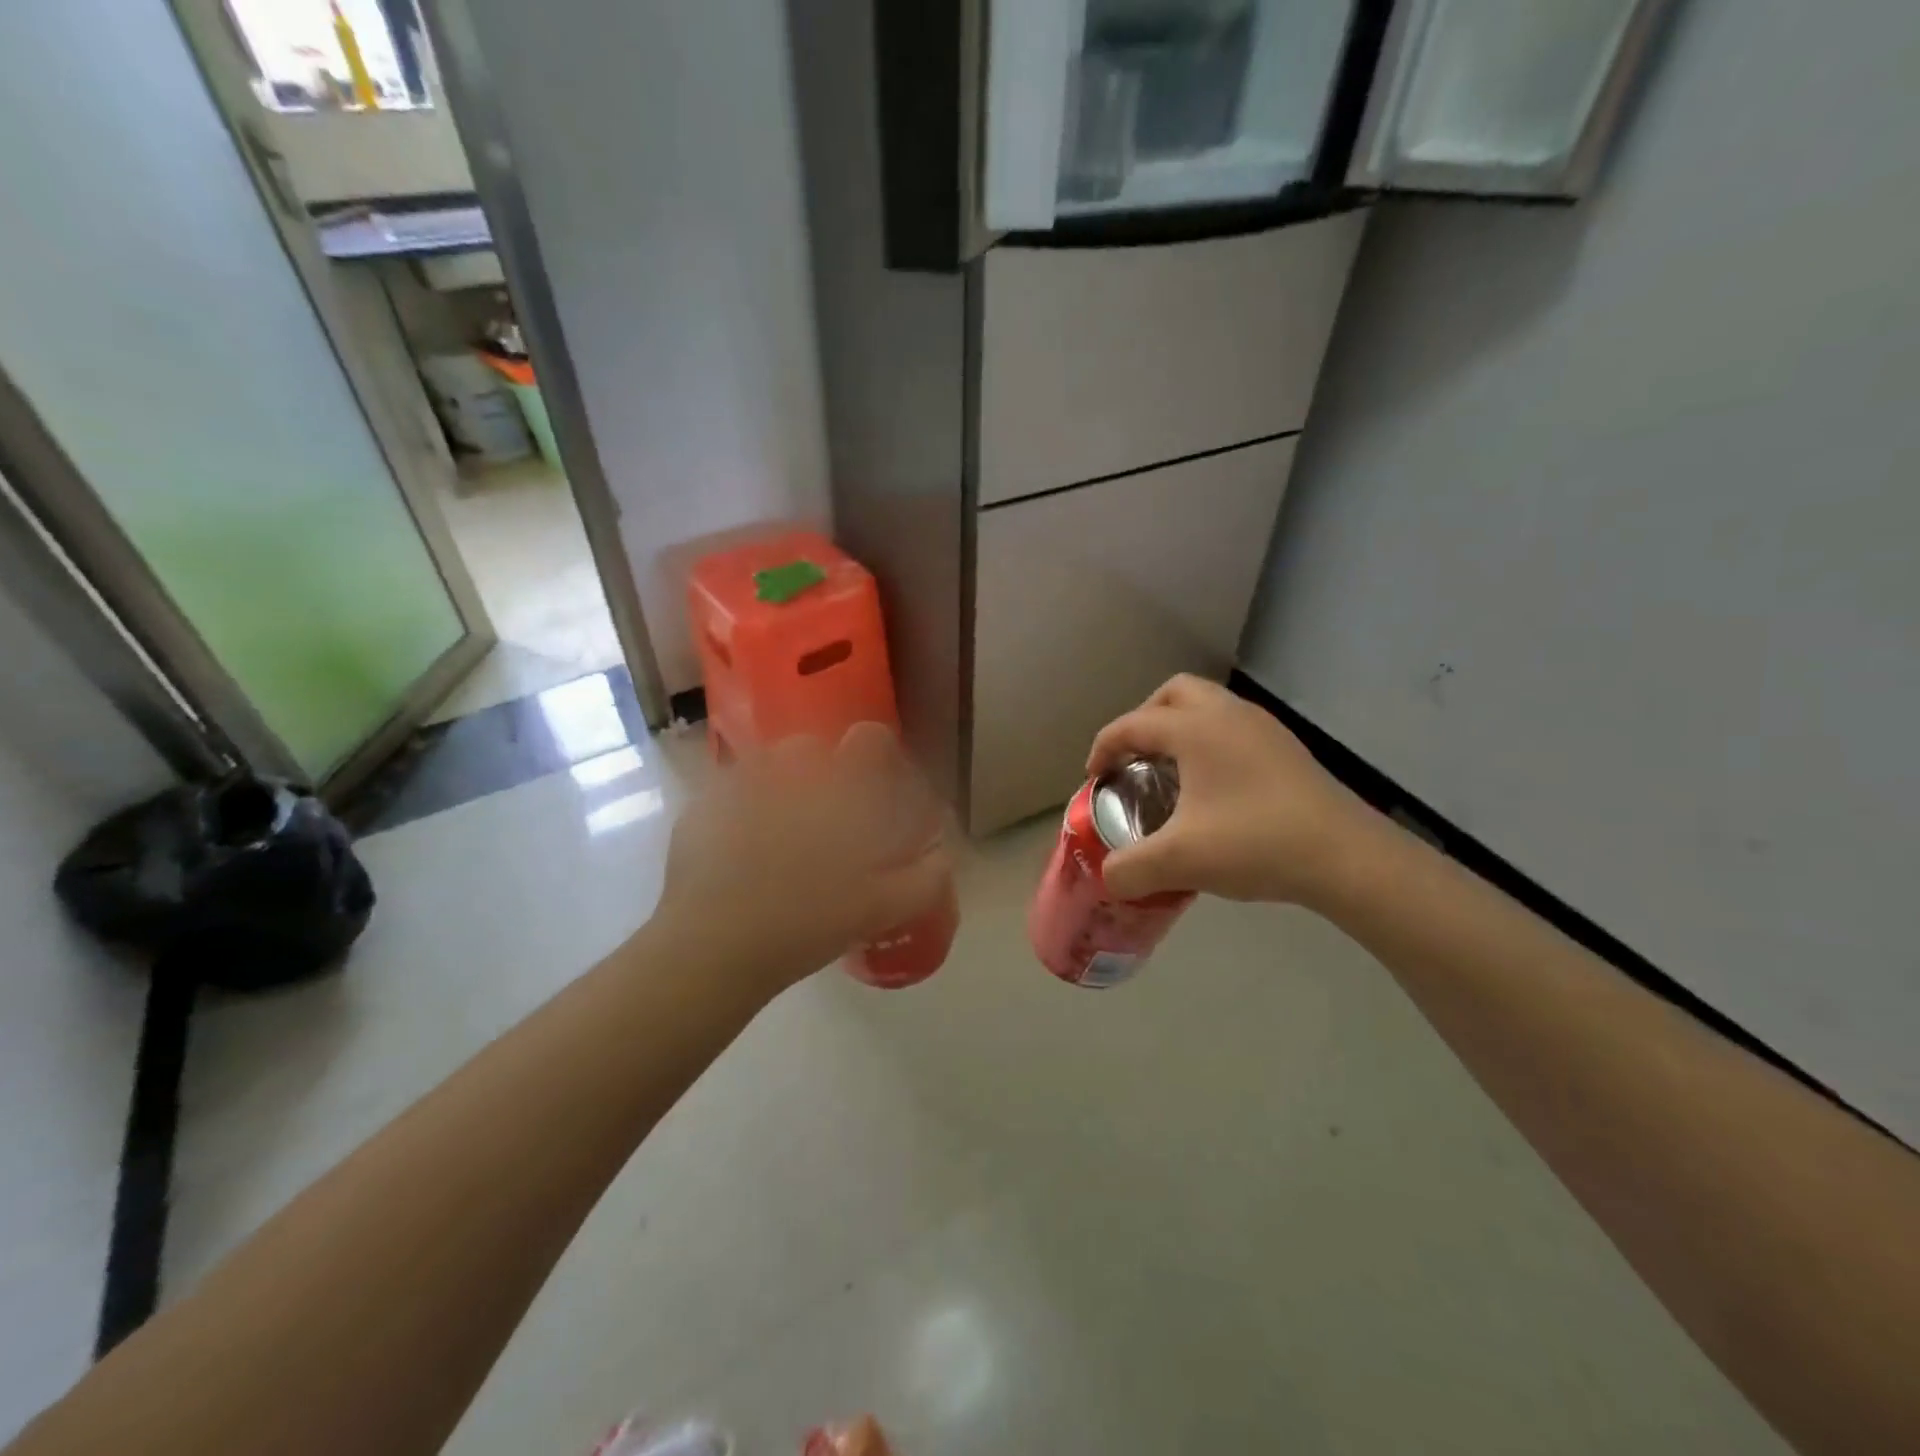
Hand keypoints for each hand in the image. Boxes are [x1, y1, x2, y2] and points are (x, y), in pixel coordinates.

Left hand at [657, 722, 952, 994]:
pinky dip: (737, 813)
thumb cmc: (807, 922)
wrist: (714, 949)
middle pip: (810, 750)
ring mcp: (736, 785)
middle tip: (823, 824)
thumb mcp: (882, 909)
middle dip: (820, 776)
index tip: (876, 787)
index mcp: (836, 788)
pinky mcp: (699, 809)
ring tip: (777, 839)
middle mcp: (788, 771)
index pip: (870, 739)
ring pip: (765, 768)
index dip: (879, 753)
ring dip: (777, 790)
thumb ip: (925, 879)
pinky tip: (739, 854)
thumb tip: (945, 856)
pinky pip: (727, 796)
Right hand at [1087, 675, 1378, 906]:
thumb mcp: (1180, 861)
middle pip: (1173, 694)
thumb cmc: (1255, 844)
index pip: (1133, 724)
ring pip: (1208, 706)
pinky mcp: (1286, 749)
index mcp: (1195, 729)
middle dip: (1144, 719)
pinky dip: (1210, 743)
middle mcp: (1228, 715)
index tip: (1094, 778)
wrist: (1347, 857)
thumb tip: (1108, 878)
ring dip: (1180, 729)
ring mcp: (1263, 729)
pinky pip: (1233, 728)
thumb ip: (1131, 869)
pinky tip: (1213, 789)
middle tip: (1135, 759)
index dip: (1104, 748)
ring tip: (1171, 773)